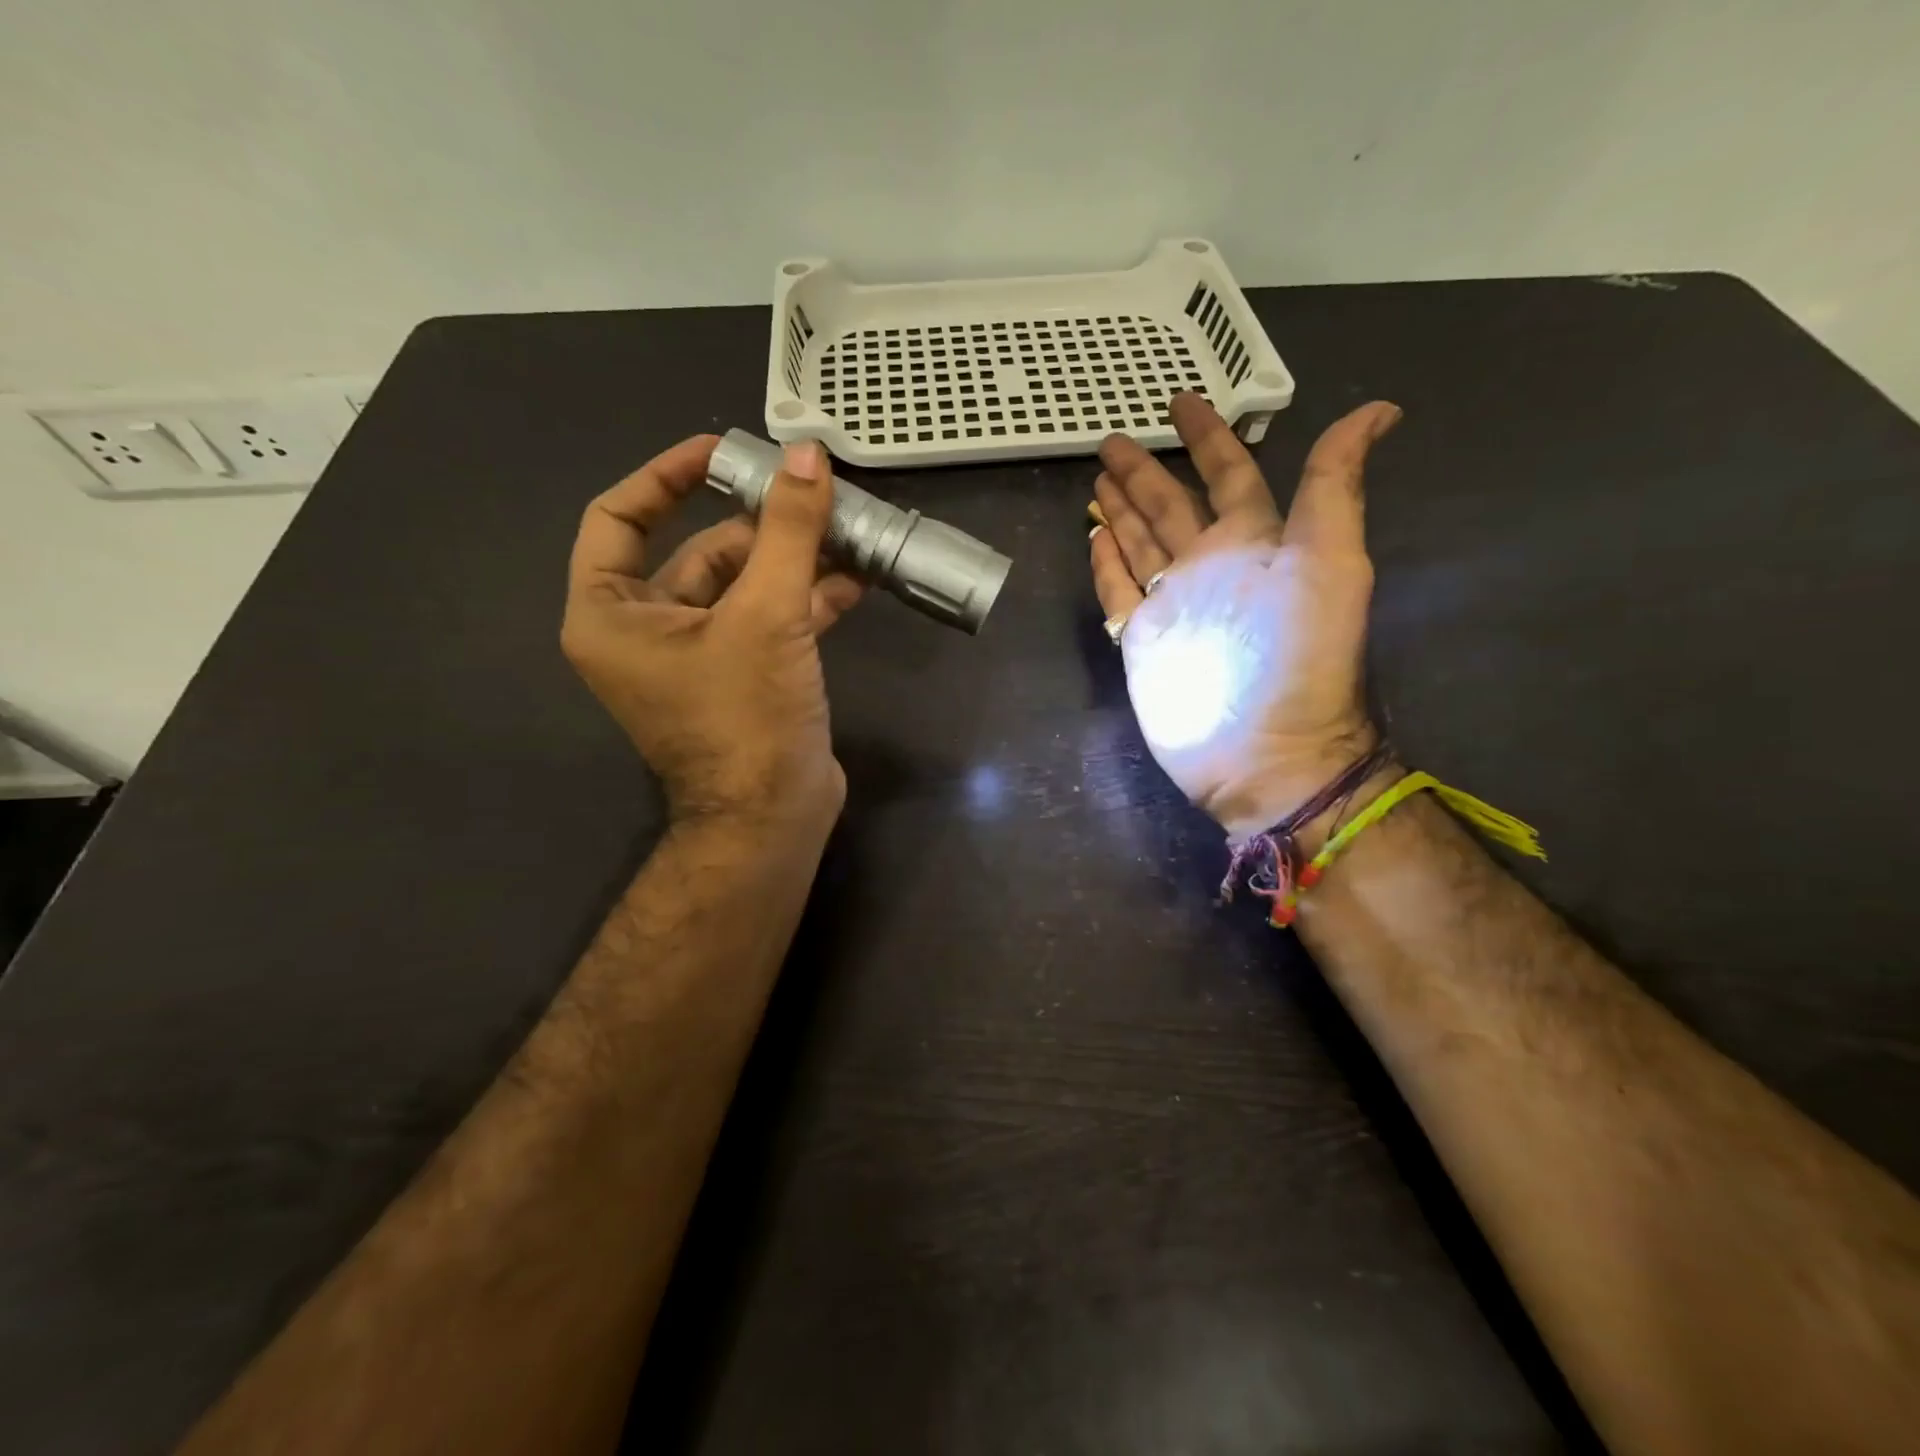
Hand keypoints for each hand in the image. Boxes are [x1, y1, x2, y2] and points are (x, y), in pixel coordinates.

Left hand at [562, 435, 863, 827]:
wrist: (771, 819)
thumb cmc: (746, 718)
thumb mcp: (767, 615)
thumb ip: (788, 532)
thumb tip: (807, 456)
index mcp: (612, 614)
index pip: (618, 517)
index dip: (667, 475)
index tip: (723, 451)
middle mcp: (644, 633)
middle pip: (696, 552)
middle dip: (760, 525)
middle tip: (813, 495)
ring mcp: (697, 659)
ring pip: (742, 587)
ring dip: (793, 561)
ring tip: (847, 531)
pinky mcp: (742, 678)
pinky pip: (767, 621)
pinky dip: (806, 600)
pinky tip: (855, 580)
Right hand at [1087, 393, 1402, 839]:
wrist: (1264, 752)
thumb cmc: (1299, 658)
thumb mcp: (1332, 562)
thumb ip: (1335, 487)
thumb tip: (1380, 408)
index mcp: (1252, 542)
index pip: (1227, 474)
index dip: (1207, 436)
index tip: (1182, 401)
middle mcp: (1208, 567)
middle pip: (1170, 507)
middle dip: (1144, 472)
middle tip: (1113, 439)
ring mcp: (1170, 605)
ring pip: (1140, 544)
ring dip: (1121, 511)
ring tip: (1098, 480)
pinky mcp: (1140, 641)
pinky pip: (1117, 592)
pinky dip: (1105, 566)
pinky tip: (1093, 538)